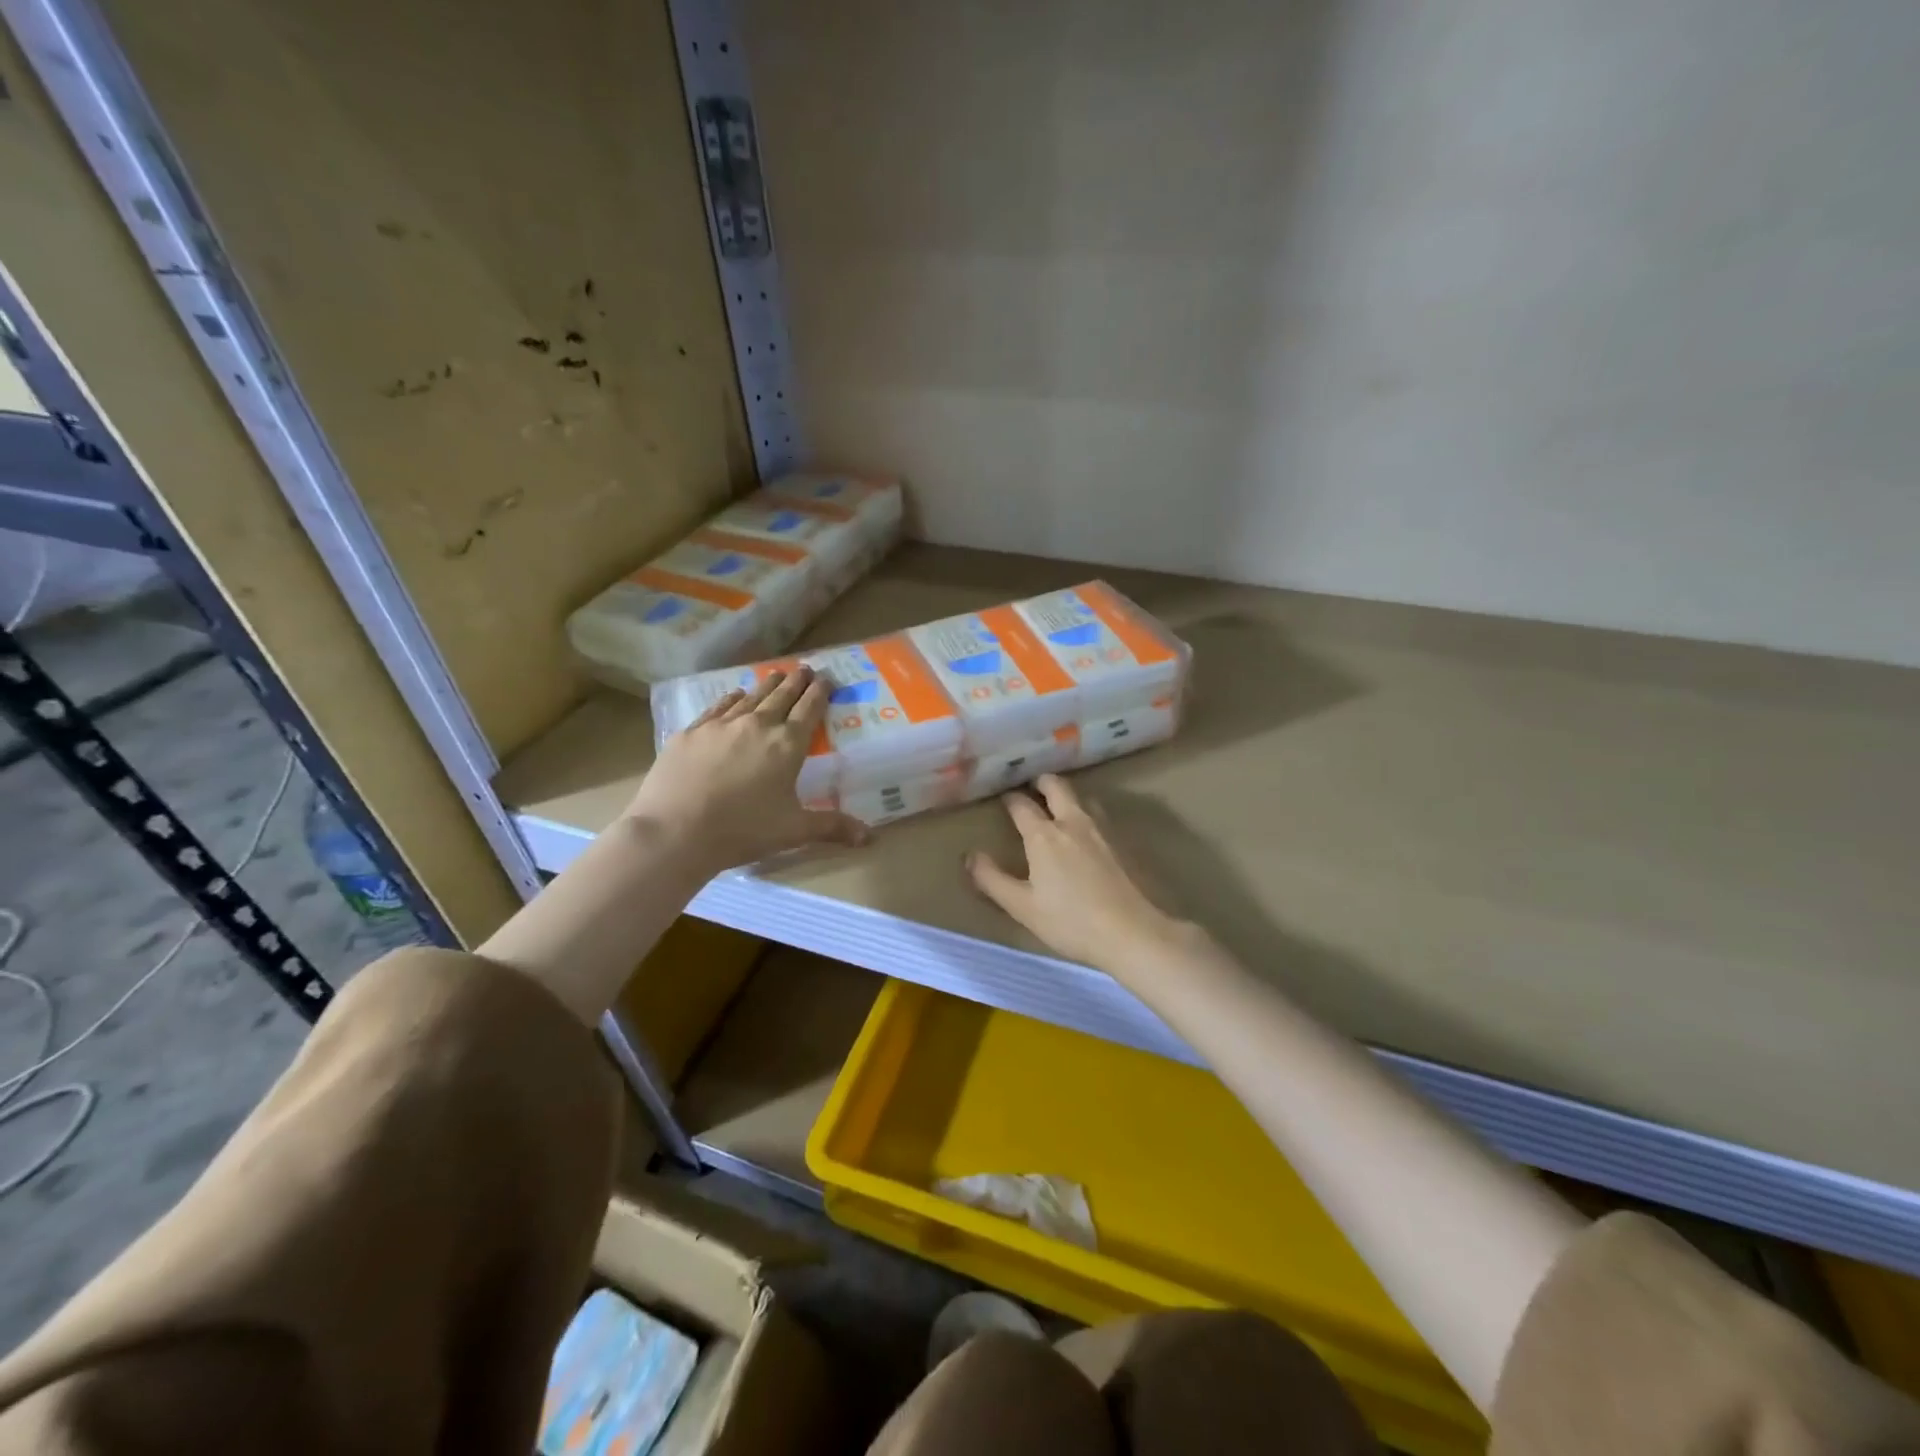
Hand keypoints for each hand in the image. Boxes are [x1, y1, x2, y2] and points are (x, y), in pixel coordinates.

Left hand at [625, 665, 867, 872]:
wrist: (675, 831)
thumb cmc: (743, 831)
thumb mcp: (793, 831)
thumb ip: (832, 827)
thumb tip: (870, 838)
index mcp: (787, 746)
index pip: (809, 710)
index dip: (820, 693)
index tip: (827, 678)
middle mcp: (757, 726)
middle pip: (781, 696)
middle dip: (796, 681)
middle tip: (805, 668)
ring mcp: (721, 725)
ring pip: (750, 697)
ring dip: (766, 685)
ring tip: (775, 675)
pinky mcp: (691, 732)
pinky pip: (717, 707)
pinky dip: (731, 699)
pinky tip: (734, 695)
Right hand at [967, 774, 1198, 980]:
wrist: (1132, 932)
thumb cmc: (1070, 921)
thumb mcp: (1022, 906)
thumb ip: (992, 879)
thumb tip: (970, 855)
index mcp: (1044, 835)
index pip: (1021, 805)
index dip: (1010, 798)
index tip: (1003, 797)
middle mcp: (1073, 822)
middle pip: (1056, 787)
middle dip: (1041, 782)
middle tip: (1032, 785)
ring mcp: (1102, 829)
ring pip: (1082, 798)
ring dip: (1067, 795)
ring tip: (1059, 803)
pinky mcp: (1123, 842)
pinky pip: (1100, 814)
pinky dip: (1087, 811)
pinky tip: (1088, 829)